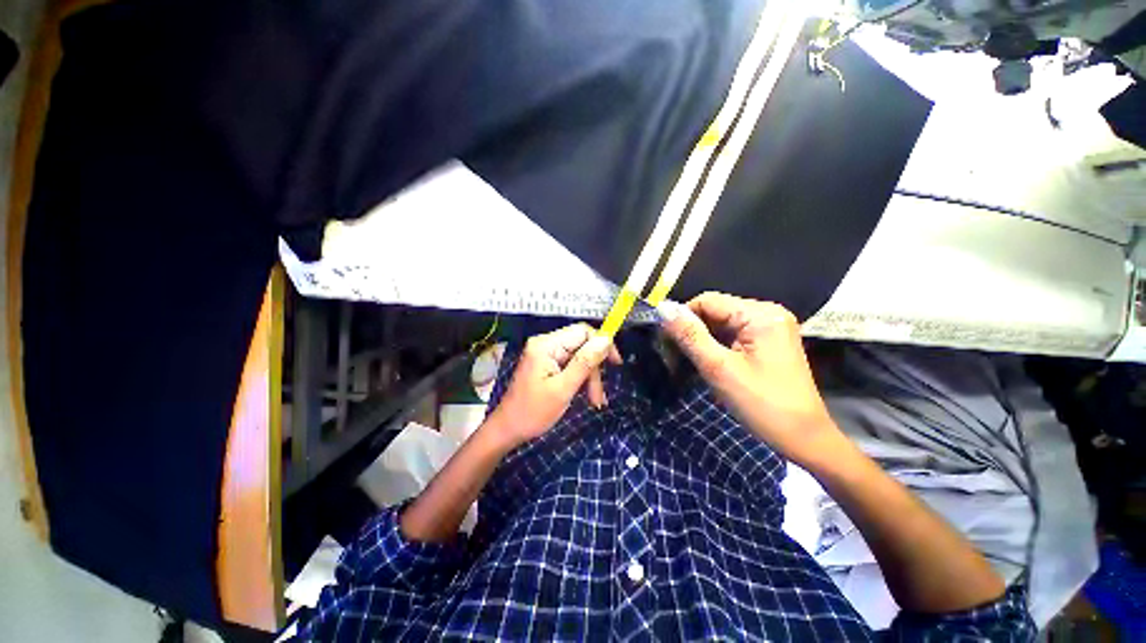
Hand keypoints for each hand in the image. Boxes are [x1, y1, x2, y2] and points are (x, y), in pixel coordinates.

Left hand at [487, 323, 620, 447]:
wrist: (509, 429)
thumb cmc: (533, 412)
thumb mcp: (563, 388)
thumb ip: (585, 362)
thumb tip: (607, 339)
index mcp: (546, 345)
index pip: (582, 331)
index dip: (602, 344)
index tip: (615, 364)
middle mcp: (545, 343)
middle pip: (582, 345)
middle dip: (594, 369)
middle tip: (599, 396)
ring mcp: (545, 353)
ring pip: (579, 356)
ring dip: (590, 377)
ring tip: (594, 401)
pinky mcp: (546, 363)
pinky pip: (571, 364)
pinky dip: (581, 379)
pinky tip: (586, 396)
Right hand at [660, 292, 838, 465]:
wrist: (803, 438)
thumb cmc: (762, 404)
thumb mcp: (719, 368)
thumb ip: (689, 335)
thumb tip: (662, 308)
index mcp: (760, 314)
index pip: (706, 301)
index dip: (682, 318)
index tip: (666, 344)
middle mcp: (767, 312)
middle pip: (714, 311)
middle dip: (691, 332)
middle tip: (673, 358)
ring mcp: (769, 327)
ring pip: (720, 324)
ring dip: (700, 341)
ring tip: (687, 363)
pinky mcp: (768, 341)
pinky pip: (732, 335)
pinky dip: (715, 347)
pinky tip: (707, 363)